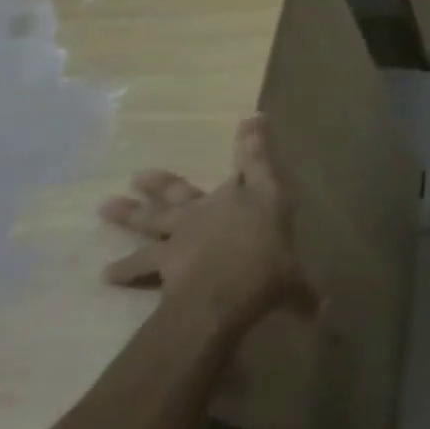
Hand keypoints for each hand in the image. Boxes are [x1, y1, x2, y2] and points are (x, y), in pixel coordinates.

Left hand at [98, 114, 318, 335]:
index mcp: (260, 199)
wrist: (223, 290)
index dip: (254, 139)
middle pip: (187, 189)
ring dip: (130, 212)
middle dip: (167, 180)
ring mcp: (187, 229)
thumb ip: (303, 293)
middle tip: (140, 174)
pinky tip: (106, 274)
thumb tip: (323, 311)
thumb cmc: (270, 270)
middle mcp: (221, 204)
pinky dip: (124, 269)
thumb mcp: (294, 282)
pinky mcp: (164, 257)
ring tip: (106, 206)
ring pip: (154, 217)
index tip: (252, 117)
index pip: (259, 161)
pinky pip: (140, 263)